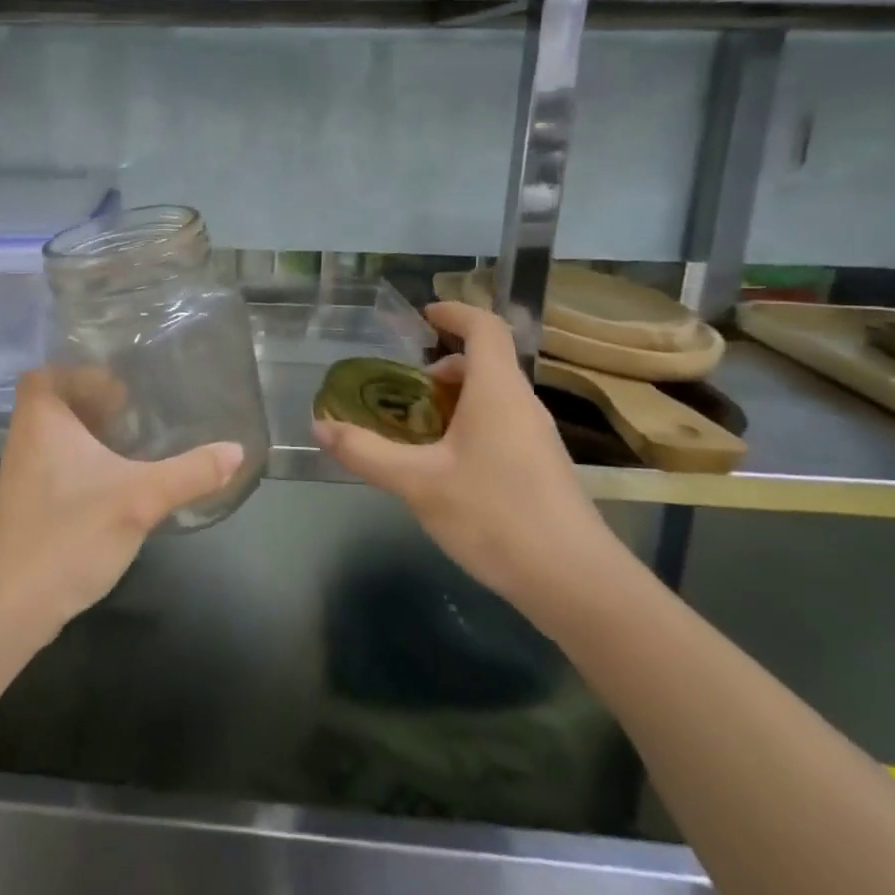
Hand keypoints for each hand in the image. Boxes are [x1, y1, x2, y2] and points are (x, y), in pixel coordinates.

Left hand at [0, 368, 244, 643]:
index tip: (121, 384)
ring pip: (57, 439)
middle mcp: (25, 441)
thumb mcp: (138, 500)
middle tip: (136, 408)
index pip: (47, 373)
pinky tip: (117, 484)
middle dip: (93, 402)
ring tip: (134, 441)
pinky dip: (85, 465)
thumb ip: (189, 473)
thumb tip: (237, 450)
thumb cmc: (67, 535)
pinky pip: (58, 468)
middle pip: (55, 403)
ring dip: (91, 435)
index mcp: (41, 421)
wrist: (8, 608)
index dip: (80, 371)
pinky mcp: (28, 508)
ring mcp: (23, 477)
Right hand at [312, 301, 614, 604]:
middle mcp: (522, 405)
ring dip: (454, 400)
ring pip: (493, 398)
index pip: (485, 328)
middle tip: (404, 387)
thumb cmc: (495, 515)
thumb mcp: (417, 483)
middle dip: (443, 366)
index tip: (423, 315)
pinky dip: (469, 426)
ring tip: (416, 430)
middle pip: (486, 363)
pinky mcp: (540, 468)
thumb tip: (320, 426)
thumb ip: (366, 453)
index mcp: (497, 391)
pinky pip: (500, 425)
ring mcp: (536, 438)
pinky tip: (445, 467)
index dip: (455, 312)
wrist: (574, 582)